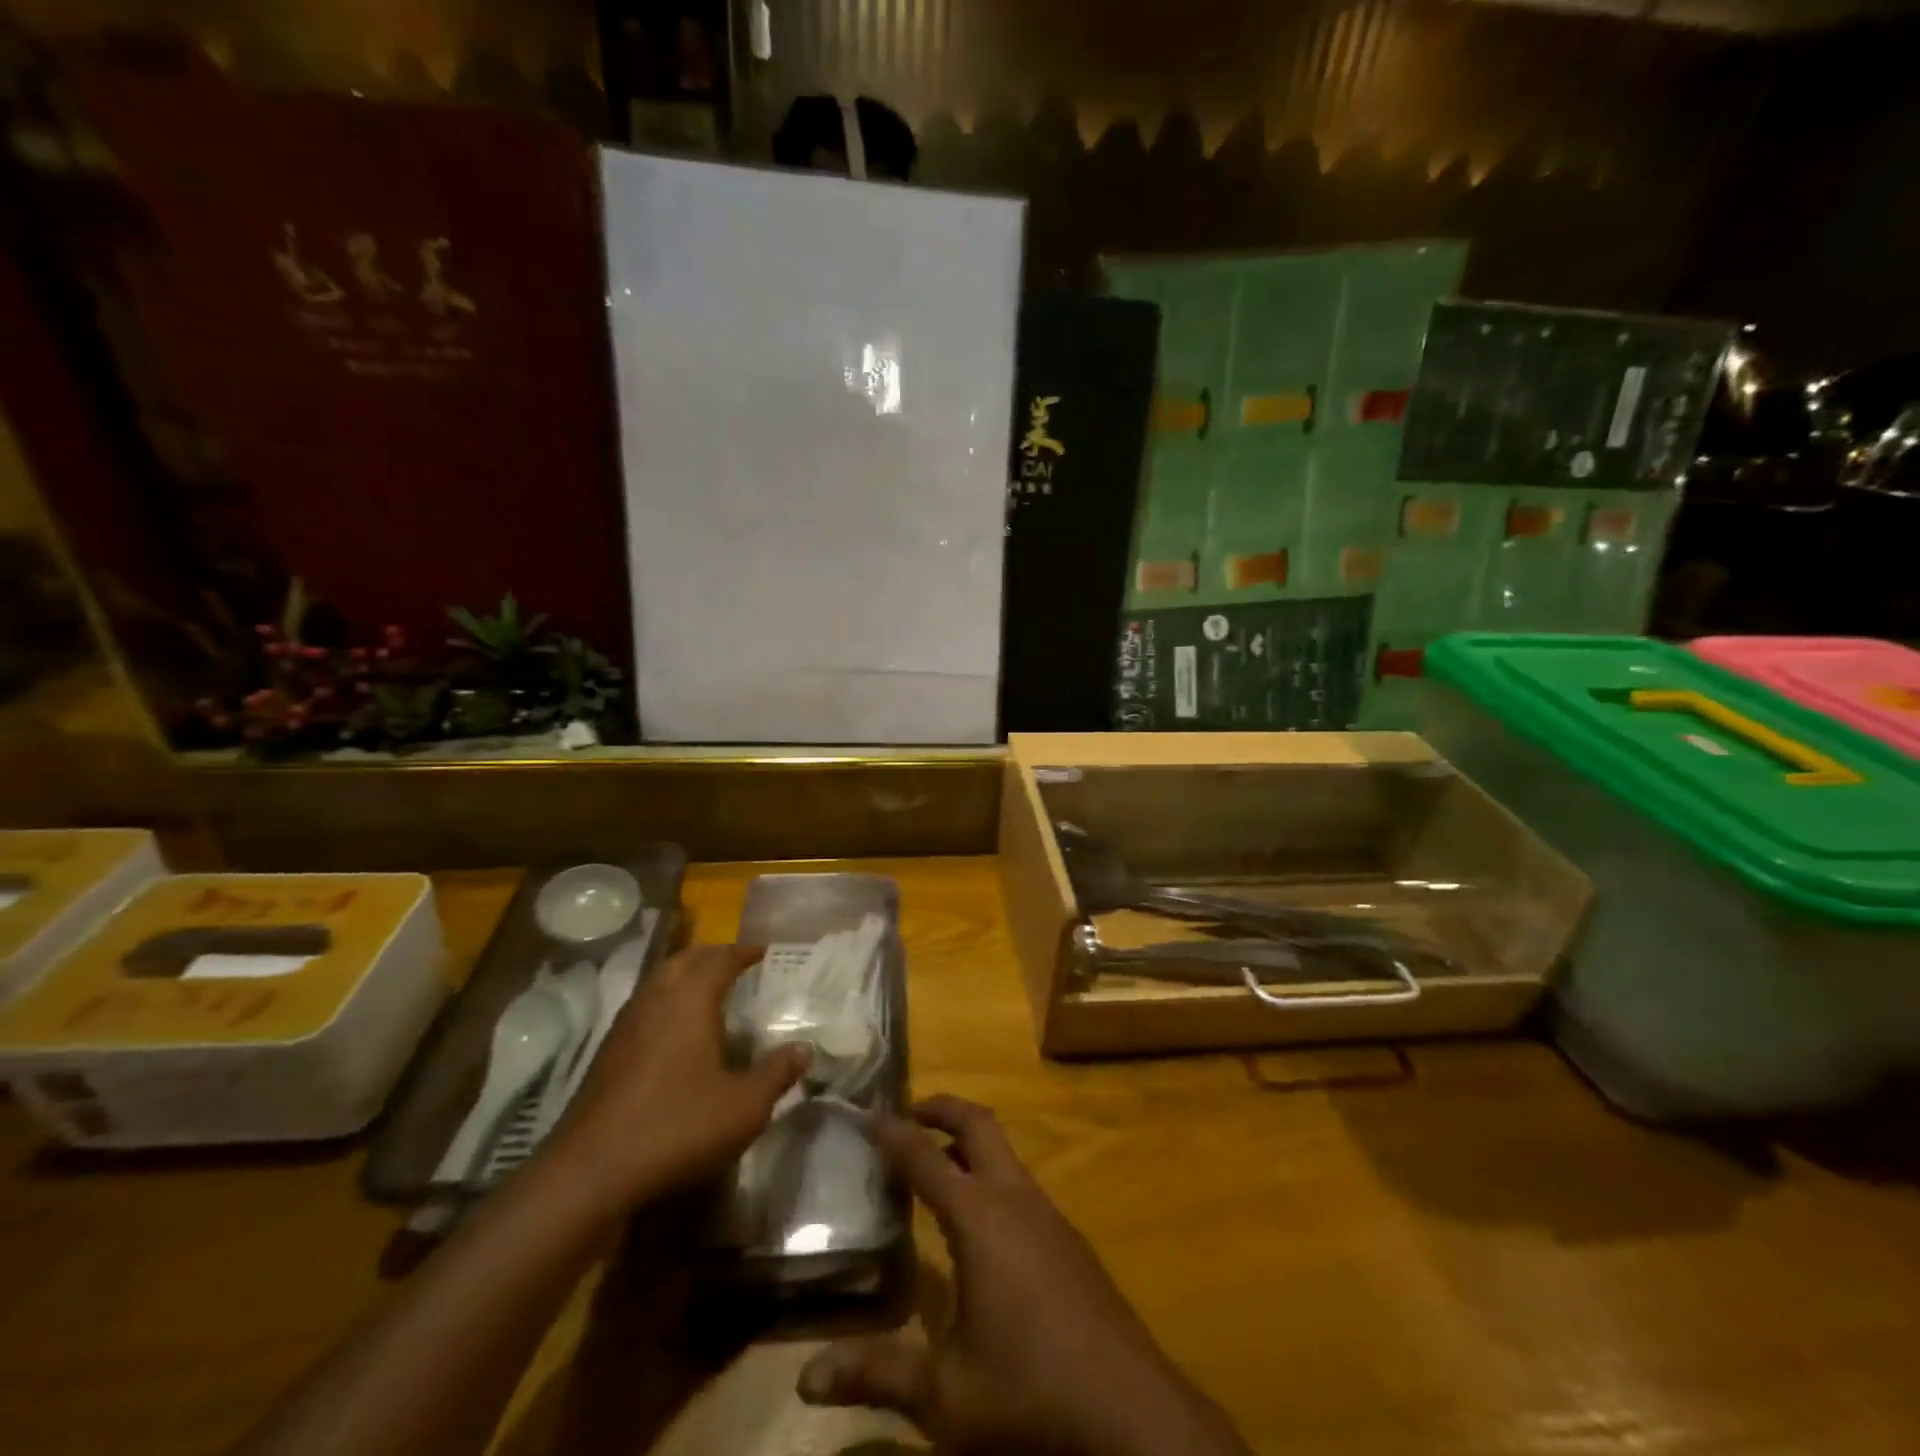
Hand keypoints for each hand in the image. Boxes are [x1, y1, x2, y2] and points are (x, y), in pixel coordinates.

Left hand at [544, 943, 809, 1211]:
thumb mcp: (744, 1106)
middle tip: (735, 962)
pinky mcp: (607, 1054)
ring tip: (708, 991)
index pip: (720, 959)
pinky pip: (644, 1008)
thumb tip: (805, 1049)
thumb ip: (777, 1074)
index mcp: (690, 999)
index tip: (763, 951)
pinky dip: (666, 1004)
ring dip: (684, 976)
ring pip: (658, 982)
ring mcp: (625, 1026)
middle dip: (711, 956)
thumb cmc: (678, 1126)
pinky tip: (676, 1033)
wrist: (591, 1173)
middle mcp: (656, 1000)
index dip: (743, 952)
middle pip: (684, 960)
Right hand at [796, 1096, 1249, 1455]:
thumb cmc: (1031, 1394)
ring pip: (1005, 1153)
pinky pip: (1021, 1186)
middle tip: (907, 1115)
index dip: (894, 1133)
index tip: (867, 1114)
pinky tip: (981, 1226)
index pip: (926, 1157)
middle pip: (978, 1125)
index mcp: (980, 1218)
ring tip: (935, 1165)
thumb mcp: (946, 1395)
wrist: (1134, 1415)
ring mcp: (1050, 1216)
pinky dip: (991, 1177)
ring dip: (969, 1143)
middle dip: (942, 1108)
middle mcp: (1016, 1200)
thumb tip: (805, 1379)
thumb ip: (878, 1375)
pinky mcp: (1070, 1241)